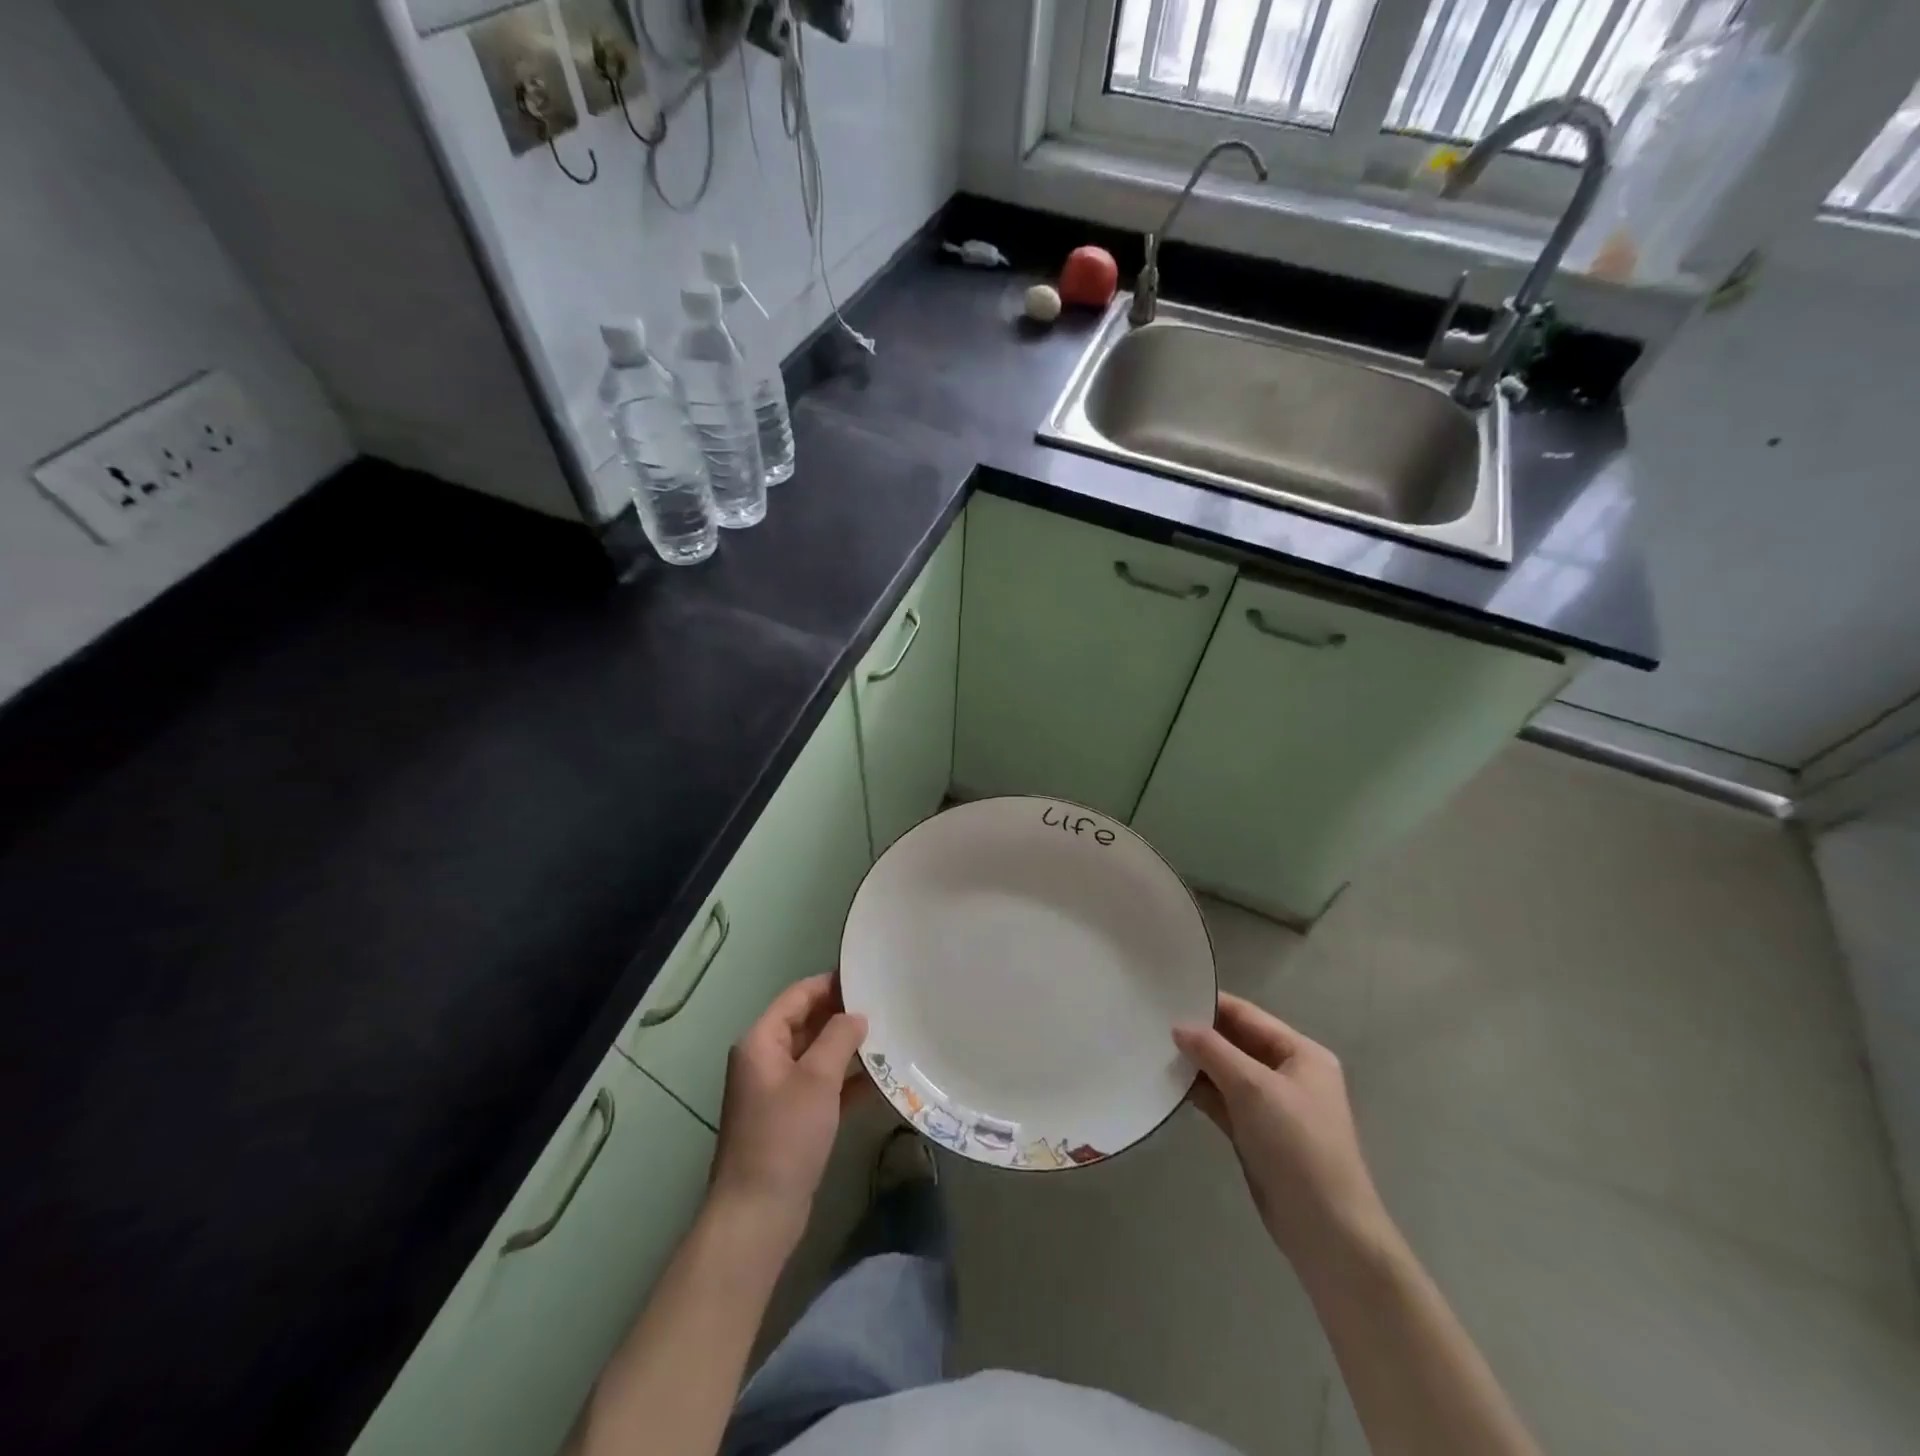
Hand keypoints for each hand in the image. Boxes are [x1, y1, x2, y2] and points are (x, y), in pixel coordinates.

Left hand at [708, 973, 866, 1251]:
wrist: (757, 1214)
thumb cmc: (784, 1136)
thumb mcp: (816, 1079)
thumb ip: (838, 1037)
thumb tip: (857, 1015)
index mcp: (761, 1041)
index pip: (798, 995)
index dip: (831, 983)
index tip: (868, 976)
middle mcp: (766, 1060)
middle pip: (808, 1023)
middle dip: (843, 1015)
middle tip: (886, 1004)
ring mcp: (778, 1091)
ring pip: (818, 1055)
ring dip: (848, 1048)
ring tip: (890, 1035)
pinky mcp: (792, 1119)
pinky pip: (823, 1086)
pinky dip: (847, 1080)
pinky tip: (881, 1078)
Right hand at [1174, 993, 1389, 1265]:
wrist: (1326, 1230)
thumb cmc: (1297, 1145)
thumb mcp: (1253, 1088)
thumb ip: (1213, 1051)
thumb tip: (1178, 1026)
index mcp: (1301, 1054)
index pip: (1248, 1016)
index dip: (1210, 1004)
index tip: (1167, 994)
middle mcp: (1288, 1074)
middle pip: (1236, 1042)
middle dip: (1199, 1034)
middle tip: (1152, 1021)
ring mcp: (1272, 1106)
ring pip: (1226, 1073)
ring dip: (1196, 1064)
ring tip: (1152, 1048)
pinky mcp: (1256, 1134)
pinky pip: (1223, 1101)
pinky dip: (1199, 1092)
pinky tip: (1168, 1083)